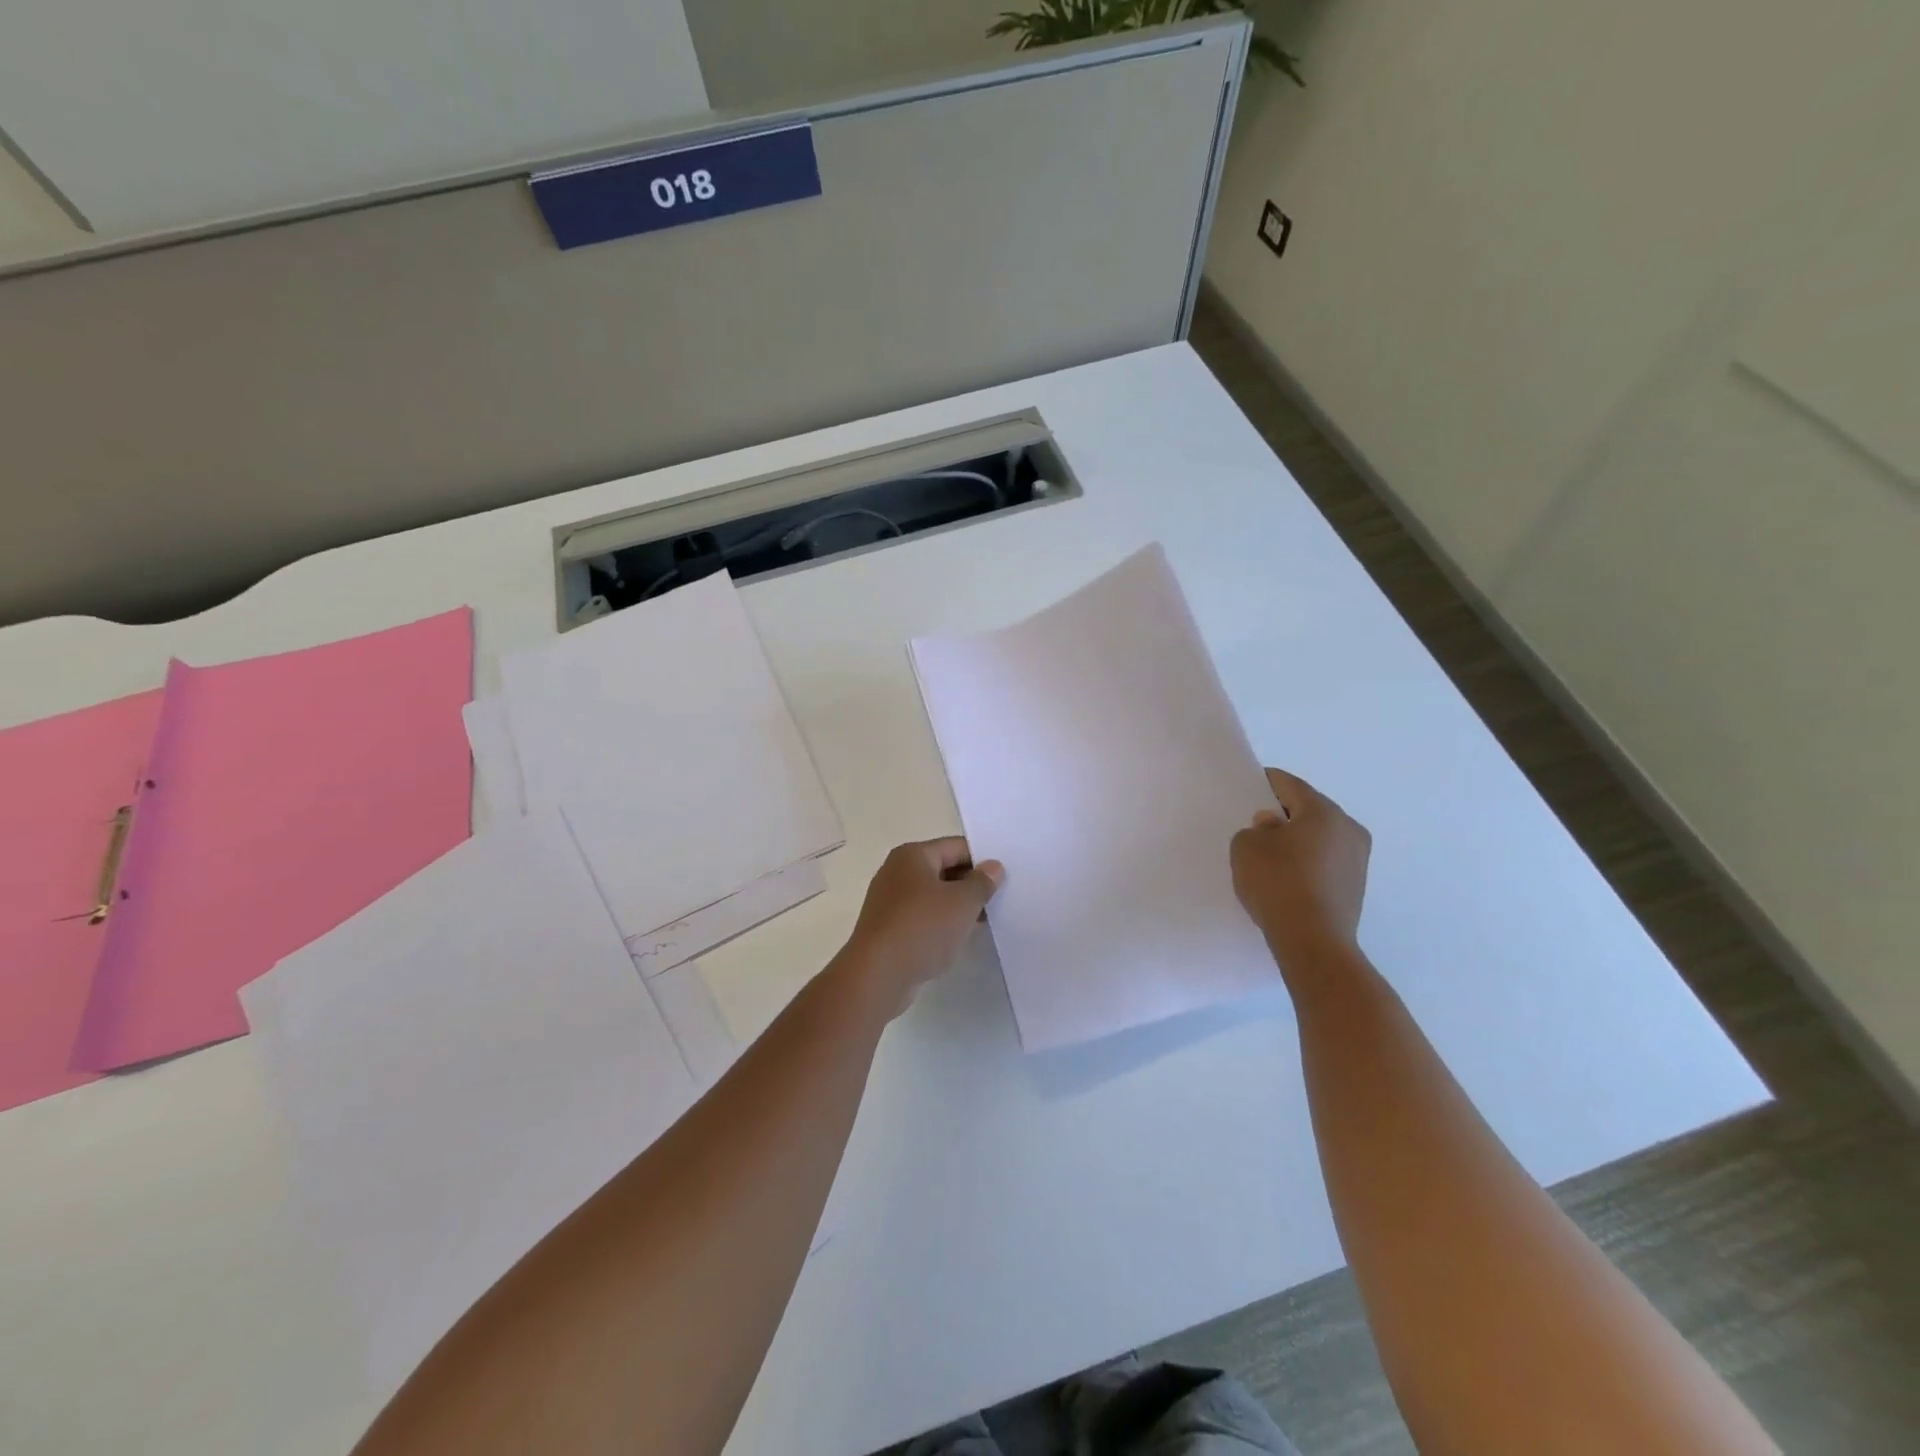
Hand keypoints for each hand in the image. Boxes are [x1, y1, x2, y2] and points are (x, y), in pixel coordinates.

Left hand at [837, 838, 1003, 1018]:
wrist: (877, 975)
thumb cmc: (922, 928)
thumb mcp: (962, 902)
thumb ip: (982, 882)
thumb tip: (993, 867)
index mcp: (913, 855)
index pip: (956, 847)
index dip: (983, 860)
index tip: (1005, 879)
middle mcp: (897, 871)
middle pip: (944, 869)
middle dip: (971, 884)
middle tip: (1000, 900)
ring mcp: (889, 900)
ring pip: (933, 895)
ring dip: (957, 906)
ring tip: (985, 921)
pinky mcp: (888, 927)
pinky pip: (922, 917)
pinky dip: (940, 923)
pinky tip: (958, 938)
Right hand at [1231, 767, 1370, 980]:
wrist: (1313, 941)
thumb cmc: (1277, 883)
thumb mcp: (1246, 847)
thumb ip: (1255, 828)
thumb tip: (1274, 826)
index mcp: (1324, 811)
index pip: (1290, 785)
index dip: (1266, 782)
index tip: (1250, 787)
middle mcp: (1348, 828)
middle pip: (1310, 810)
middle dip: (1284, 813)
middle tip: (1257, 823)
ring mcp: (1358, 859)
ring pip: (1320, 836)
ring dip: (1298, 839)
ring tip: (1270, 854)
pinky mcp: (1356, 886)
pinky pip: (1326, 861)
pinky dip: (1307, 862)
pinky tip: (1287, 876)